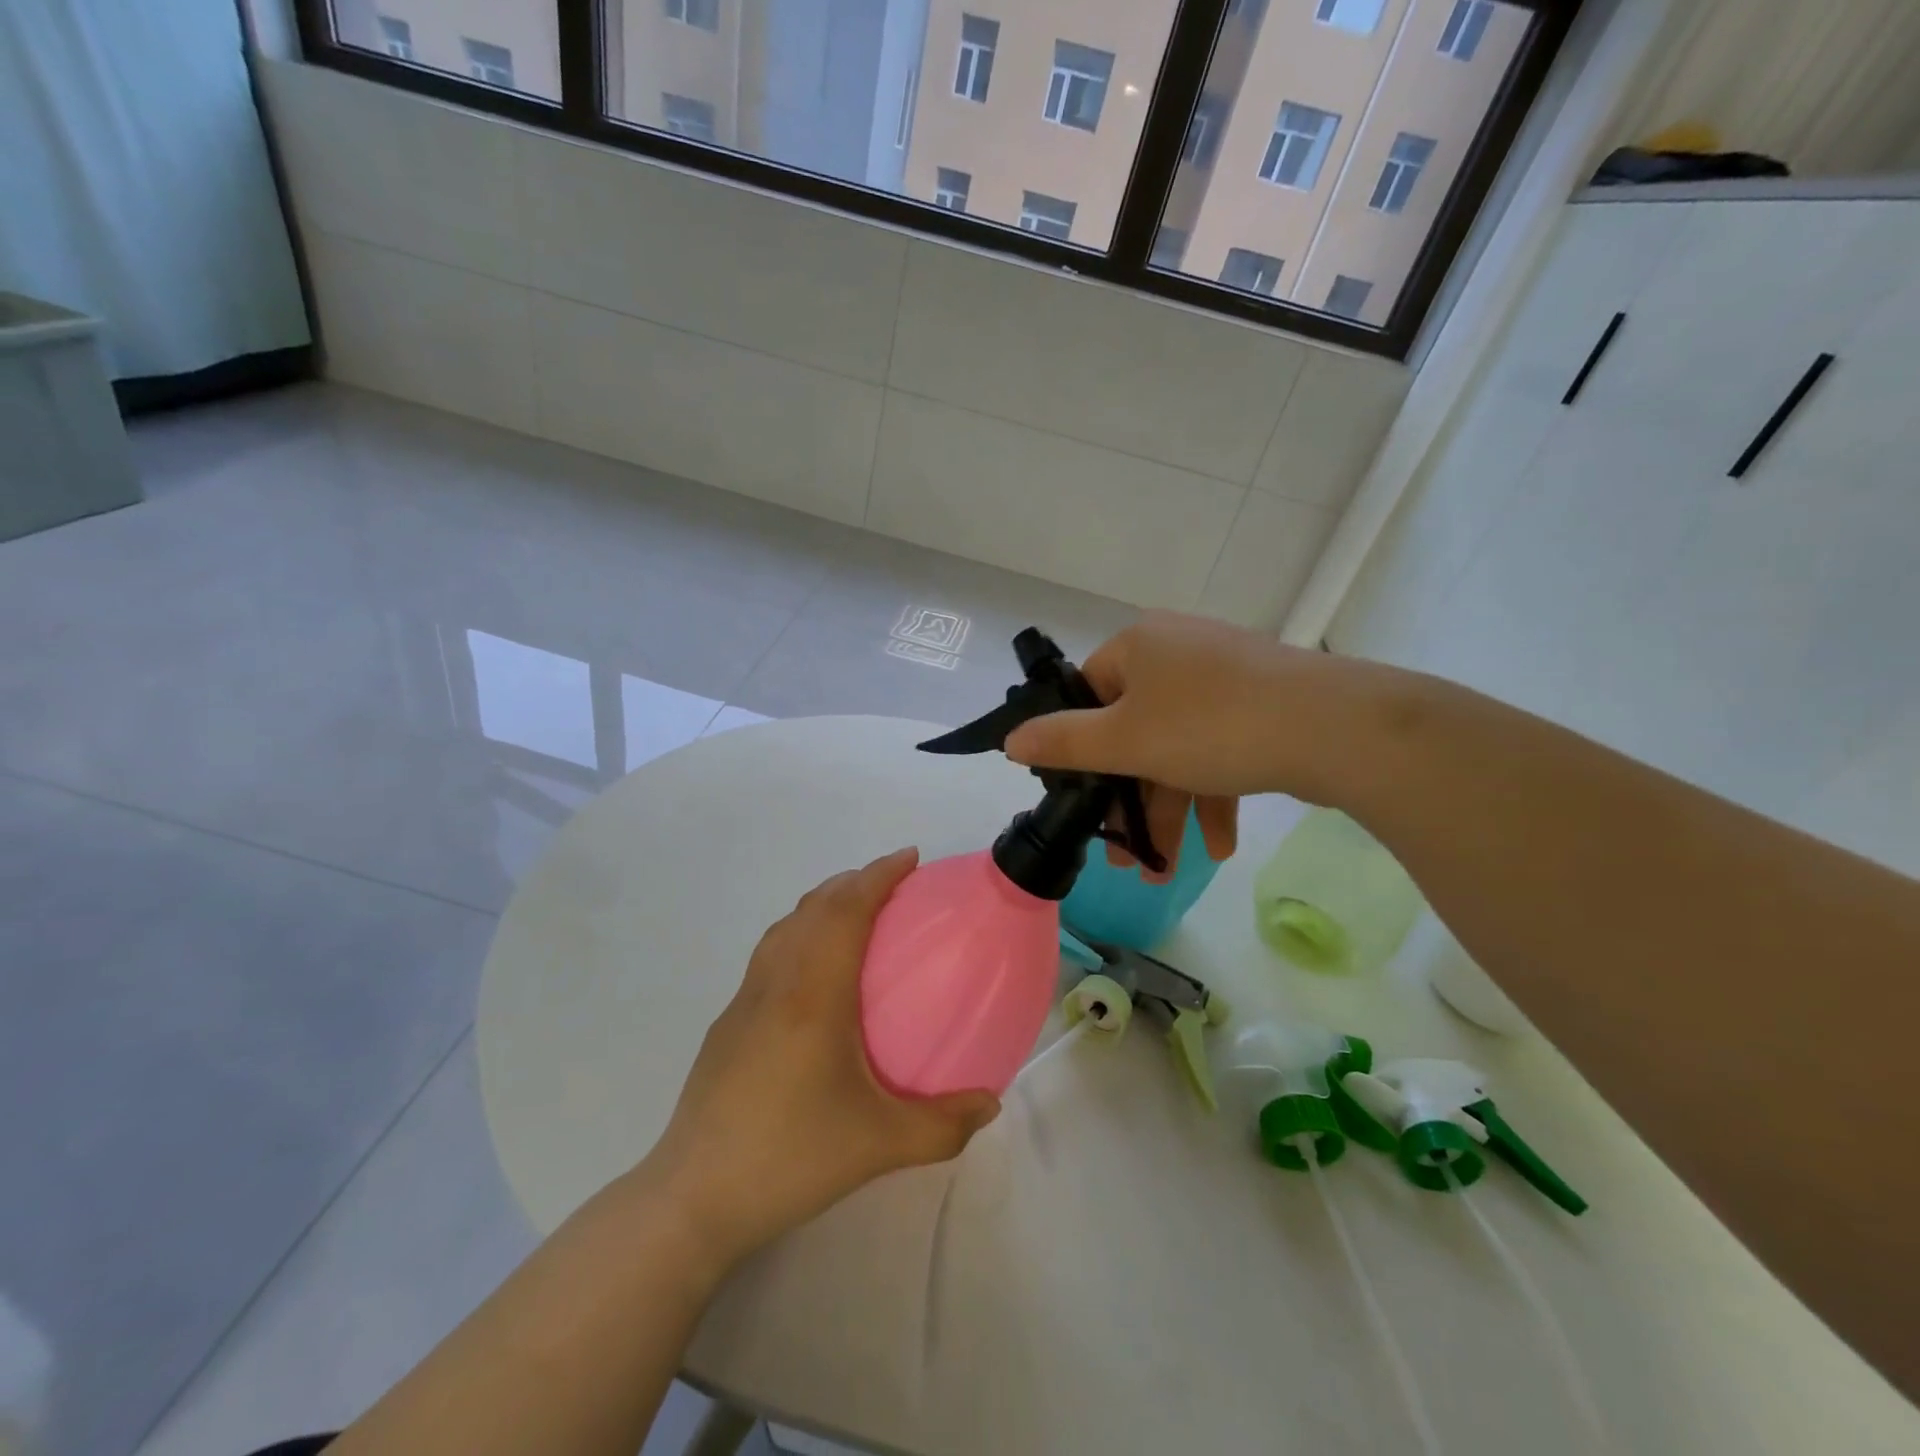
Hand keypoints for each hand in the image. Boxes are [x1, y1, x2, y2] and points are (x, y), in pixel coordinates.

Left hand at [641, 848, 999, 1276]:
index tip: (910, 857)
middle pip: (814, 906)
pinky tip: (817, 974)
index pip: (845, 909)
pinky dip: (801, 933)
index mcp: (812, 993)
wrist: (693, 1197)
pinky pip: (771, 953)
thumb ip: (943, 1125)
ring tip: (859, 915)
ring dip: (824, 903)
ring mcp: (745, 1000)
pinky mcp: (728, 1023)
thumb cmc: (790, 1157)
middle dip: (855, 881)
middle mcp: (776, 982)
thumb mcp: (879, 1146)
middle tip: (895, 884)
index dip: (878, 874)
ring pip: (786, 926)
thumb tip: (990, 1103)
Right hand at [1005, 612, 1374, 869]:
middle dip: (1129, 800)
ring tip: (1165, 872)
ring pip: (1176, 749)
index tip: (1081, 798)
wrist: (1338, 728)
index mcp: (1139, 647)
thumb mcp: (1126, 741)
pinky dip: (1212, 796)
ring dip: (1168, 811)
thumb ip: (1064, 742)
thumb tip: (1011, 740)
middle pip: (1133, 731)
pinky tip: (1218, 847)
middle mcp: (1177, 652)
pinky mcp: (1260, 705)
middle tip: (1125, 855)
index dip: (1078, 748)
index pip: (1086, 694)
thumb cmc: (1213, 726)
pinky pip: (1218, 750)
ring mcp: (1223, 678)